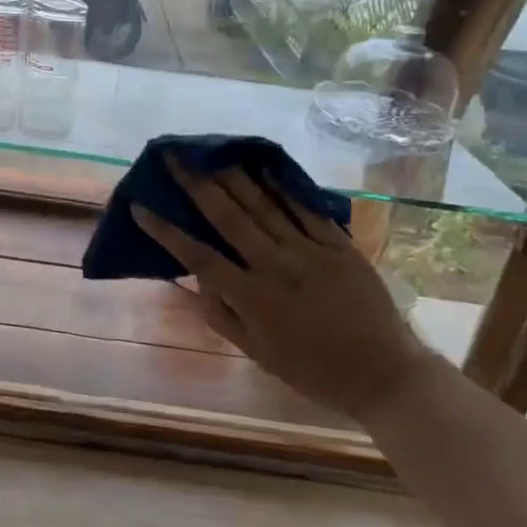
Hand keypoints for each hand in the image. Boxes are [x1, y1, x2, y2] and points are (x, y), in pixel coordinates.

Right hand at [132, 165, 435, 419]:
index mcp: (252, 299)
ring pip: (264, 206)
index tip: (141, 206)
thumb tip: (192, 281)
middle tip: (175, 155)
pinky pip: (306, 210)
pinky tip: (265, 167)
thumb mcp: (259, 355)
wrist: (386, 375)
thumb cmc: (314, 372)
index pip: (198, 257)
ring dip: (233, 176)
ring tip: (211, 151)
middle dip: (196, 184)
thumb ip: (222, 316)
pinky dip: (283, 188)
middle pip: (228, 218)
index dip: (166, 231)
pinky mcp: (339, 246)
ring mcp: (310, 252)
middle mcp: (276, 267)